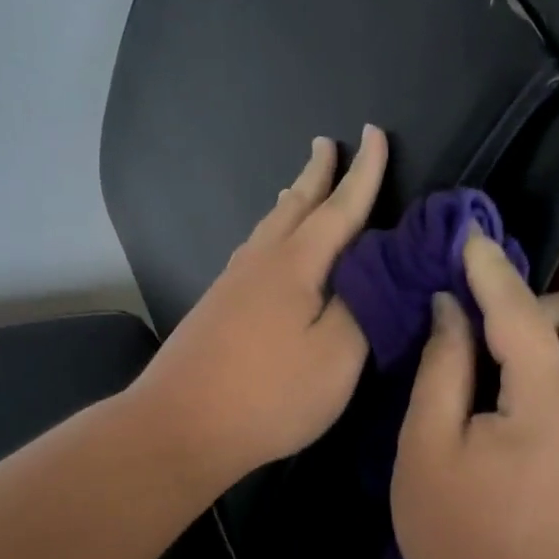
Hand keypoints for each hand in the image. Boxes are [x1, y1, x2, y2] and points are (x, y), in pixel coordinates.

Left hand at [131, 125, 388, 490]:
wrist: (179, 425)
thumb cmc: (269, 394)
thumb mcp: (337, 356)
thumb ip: (366, 305)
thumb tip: (380, 266)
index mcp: (297, 264)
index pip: (340, 207)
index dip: (364, 172)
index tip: (375, 132)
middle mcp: (262, 261)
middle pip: (296, 206)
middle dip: (318, 174)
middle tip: (327, 142)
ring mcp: (234, 283)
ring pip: (270, 226)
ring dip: (292, 200)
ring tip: (299, 184)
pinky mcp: (219, 306)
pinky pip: (255, 249)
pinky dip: (273, 231)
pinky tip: (269, 245)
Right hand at [391, 231, 558, 558]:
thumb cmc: (455, 539)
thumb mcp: (426, 447)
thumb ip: (442, 367)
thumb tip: (450, 309)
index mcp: (550, 403)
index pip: (522, 312)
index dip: (490, 271)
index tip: (468, 239)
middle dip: (546, 304)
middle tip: (492, 333)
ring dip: (555, 334)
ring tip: (496, 366)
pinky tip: (512, 398)